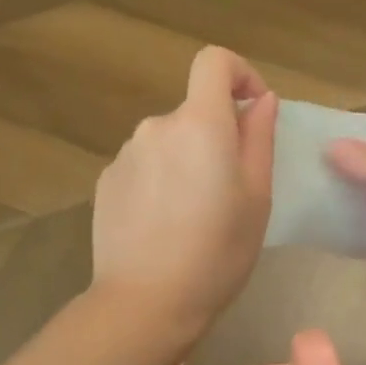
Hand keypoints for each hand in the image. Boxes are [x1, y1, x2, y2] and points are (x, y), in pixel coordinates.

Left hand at [92, 47, 277, 334]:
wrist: (145, 303)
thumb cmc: (217, 253)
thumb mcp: (257, 197)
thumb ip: (259, 137)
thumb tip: (260, 100)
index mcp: (200, 124)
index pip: (213, 61)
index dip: (239, 74)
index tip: (252, 110)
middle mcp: (156, 126)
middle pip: (193, 110)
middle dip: (216, 135)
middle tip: (230, 189)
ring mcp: (125, 153)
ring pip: (168, 140)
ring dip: (185, 160)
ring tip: (194, 214)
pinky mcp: (106, 180)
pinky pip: (143, 165)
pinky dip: (159, 180)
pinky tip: (162, 224)